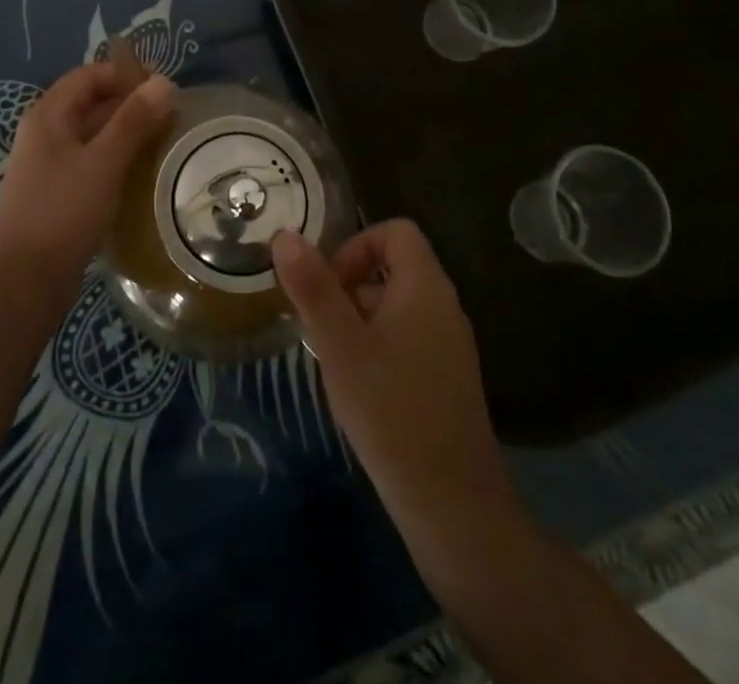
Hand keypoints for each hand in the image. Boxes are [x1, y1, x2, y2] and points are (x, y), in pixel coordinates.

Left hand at [0, 62, 175, 296]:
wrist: (23, 282)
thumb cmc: (62, 212)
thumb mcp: (103, 162)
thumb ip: (133, 120)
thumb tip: (164, 82)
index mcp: (49, 115)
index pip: (89, 75)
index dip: (125, 75)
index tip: (164, 87)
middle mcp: (45, 133)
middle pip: (91, 103)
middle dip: (131, 104)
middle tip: (173, 115)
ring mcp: (50, 165)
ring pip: (94, 135)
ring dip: (126, 133)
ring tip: (166, 141)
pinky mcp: (58, 193)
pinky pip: (91, 162)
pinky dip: (117, 159)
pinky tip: (142, 172)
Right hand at [271, 221, 512, 550]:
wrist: (453, 506)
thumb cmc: (391, 411)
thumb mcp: (339, 345)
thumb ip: (312, 287)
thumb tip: (285, 234)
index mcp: (425, 287)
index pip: (394, 232)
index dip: (356, 245)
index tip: (328, 285)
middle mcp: (444, 307)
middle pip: (392, 269)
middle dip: (348, 288)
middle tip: (319, 328)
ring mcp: (449, 346)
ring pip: (395, 308)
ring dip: (357, 321)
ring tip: (332, 362)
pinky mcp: (446, 380)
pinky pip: (406, 340)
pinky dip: (376, 348)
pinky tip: (357, 390)